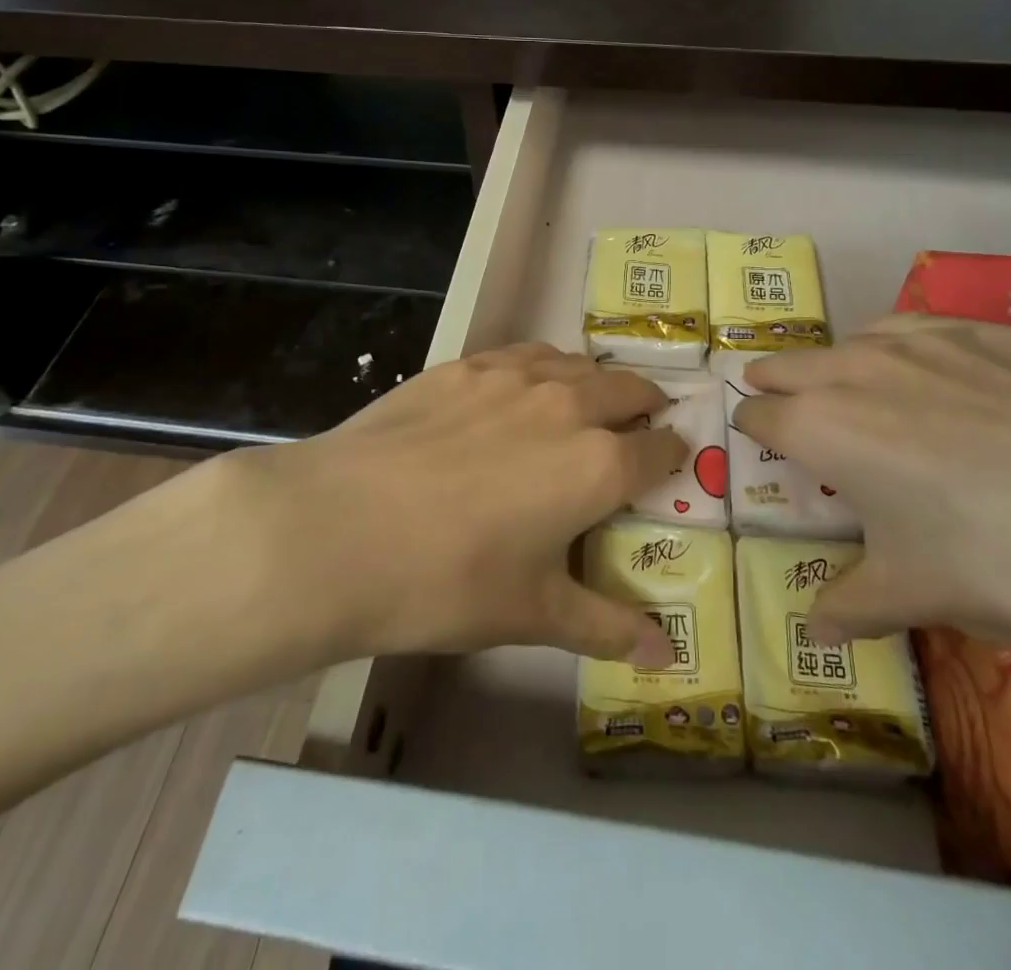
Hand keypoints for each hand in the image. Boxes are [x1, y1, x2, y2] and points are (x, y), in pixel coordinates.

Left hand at [209, 344, 684, 667]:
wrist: (338, 529)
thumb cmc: (445, 581)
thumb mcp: (531, 613)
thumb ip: (605, 626)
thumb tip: (665, 656)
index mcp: (597, 465)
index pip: (660, 448)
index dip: (672, 454)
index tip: (669, 461)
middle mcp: (568, 406)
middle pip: (630, 389)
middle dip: (644, 407)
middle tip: (635, 429)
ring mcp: (514, 376)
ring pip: (579, 364)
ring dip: (595, 382)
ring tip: (584, 406)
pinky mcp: (465, 364)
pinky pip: (526, 355)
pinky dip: (544, 367)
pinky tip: (521, 391)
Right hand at [731, 314, 1010, 657]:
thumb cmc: (1006, 562)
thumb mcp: (917, 596)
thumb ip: (851, 605)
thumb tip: (815, 629)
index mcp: (822, 427)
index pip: (759, 414)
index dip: (754, 432)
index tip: (763, 449)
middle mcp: (858, 370)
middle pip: (789, 364)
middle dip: (778, 386)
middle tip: (787, 411)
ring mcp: (924, 340)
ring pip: (851, 339)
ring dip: (838, 365)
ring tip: (857, 393)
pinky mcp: (984, 331)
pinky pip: (916, 327)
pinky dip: (901, 347)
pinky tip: (931, 372)